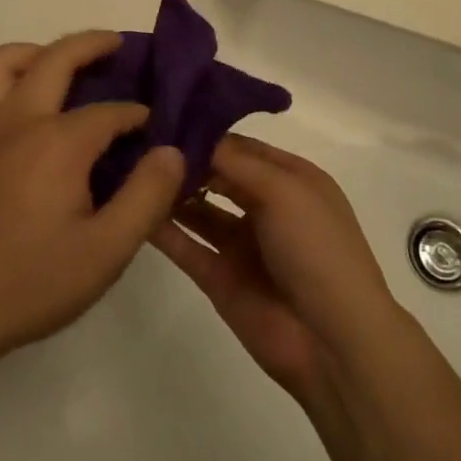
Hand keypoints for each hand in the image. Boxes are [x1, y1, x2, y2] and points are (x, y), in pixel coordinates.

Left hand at [0, 32, 186, 375]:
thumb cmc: (31, 282)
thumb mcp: (107, 250)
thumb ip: (147, 197)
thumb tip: (171, 150)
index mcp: (58, 143)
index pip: (110, 112)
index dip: (138, 116)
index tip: (156, 129)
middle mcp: (16, 122)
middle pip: (54, 59)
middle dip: (90, 44)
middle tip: (118, 45)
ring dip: (30, 54)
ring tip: (56, 68)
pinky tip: (4, 112)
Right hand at [151, 134, 398, 413]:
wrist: (333, 342)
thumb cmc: (316, 250)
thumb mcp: (284, 191)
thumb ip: (234, 161)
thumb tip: (191, 136)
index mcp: (291, 180)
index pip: (241, 146)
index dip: (206, 133)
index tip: (161, 118)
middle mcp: (265, 206)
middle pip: (216, 174)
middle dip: (183, 160)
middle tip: (136, 142)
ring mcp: (241, 244)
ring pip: (197, 209)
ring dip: (169, 192)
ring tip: (127, 170)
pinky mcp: (219, 276)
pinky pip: (185, 245)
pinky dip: (161, 229)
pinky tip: (132, 208)